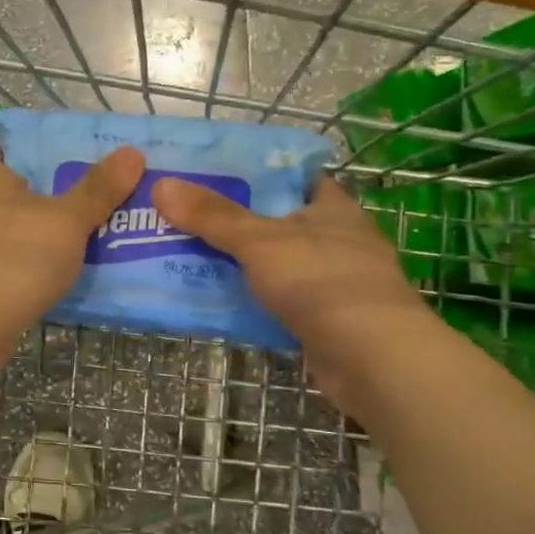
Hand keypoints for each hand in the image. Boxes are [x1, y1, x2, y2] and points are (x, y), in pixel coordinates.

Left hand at [0, 140, 144, 324]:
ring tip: (49, 247)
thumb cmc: (14, 257)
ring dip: (9, 235)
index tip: (48, 161)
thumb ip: (97, 190)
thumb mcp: (66, 222)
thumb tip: (132, 152)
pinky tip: (24, 283)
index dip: (17, 151)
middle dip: (20, 197)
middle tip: (62, 206)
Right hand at [152, 174, 438, 402]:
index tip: (216, 174)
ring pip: (277, 264)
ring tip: (189, 256)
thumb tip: (162, 184)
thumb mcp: (259, 241)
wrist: (372, 360)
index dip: (259, 173)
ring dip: (242, 264)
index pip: (296, 178)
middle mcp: (338, 241)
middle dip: (237, 221)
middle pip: (280, 222)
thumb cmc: (321, 282)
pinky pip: (279, 301)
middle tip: (187, 216)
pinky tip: (217, 301)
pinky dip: (252, 300)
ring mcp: (334, 284)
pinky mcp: (326, 321)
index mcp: (332, 209)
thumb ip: (212, 216)